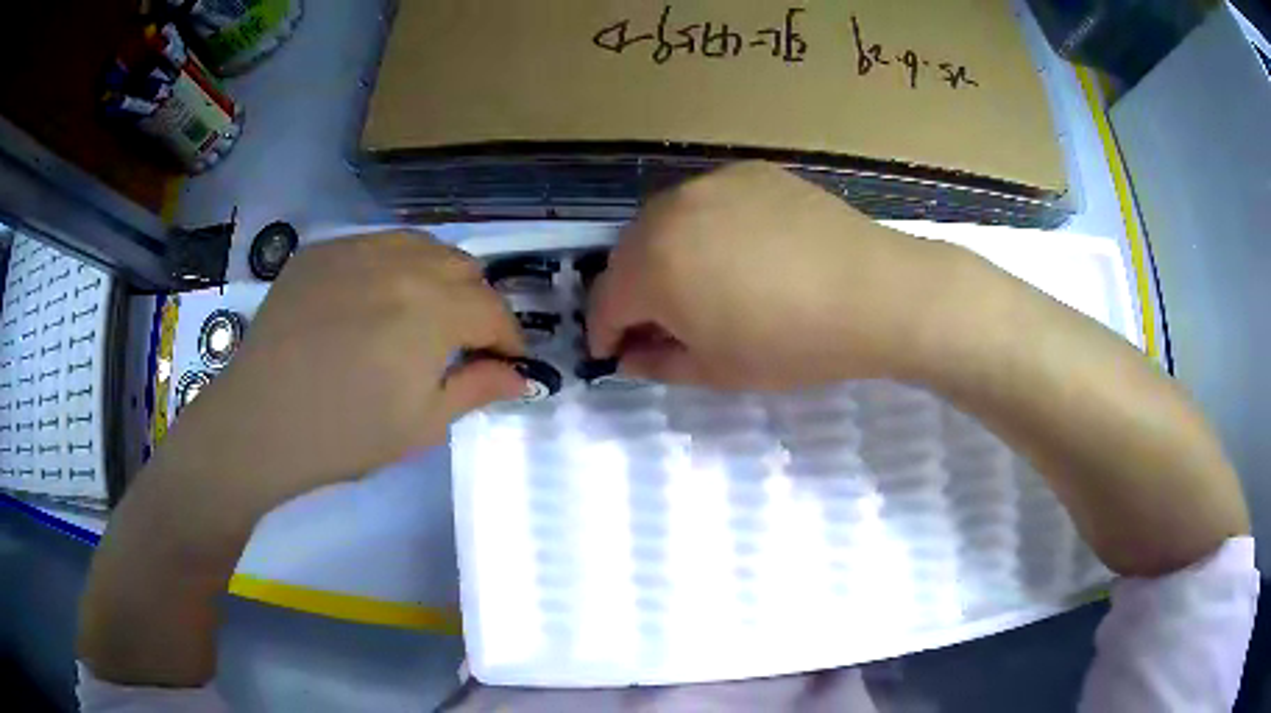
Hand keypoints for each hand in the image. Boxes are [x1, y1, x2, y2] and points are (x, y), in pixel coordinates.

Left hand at [151, 233, 525, 536]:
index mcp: (432, 310)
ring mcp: (356, 248)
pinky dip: (393, 266)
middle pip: (464, 267)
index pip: (493, 310)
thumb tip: (522, 375)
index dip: (509, 338)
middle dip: (476, 304)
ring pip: (422, 245)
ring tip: (422, 314)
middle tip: (462, 342)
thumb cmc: (344, 435)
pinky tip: (374, 300)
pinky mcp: (321, 250)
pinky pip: (376, 244)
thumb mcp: (421, 424)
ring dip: (438, 277)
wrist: (259, 423)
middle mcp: (401, 263)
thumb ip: (478, 389)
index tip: (507, 362)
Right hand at [588, 162, 959, 389]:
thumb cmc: (791, 342)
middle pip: (627, 255)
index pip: (604, 301)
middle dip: (632, 292)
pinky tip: (741, 250)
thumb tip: (629, 357)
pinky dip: (706, 227)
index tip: (614, 352)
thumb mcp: (717, 370)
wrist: (873, 292)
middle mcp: (668, 212)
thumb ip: (658, 364)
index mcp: (651, 266)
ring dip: (666, 255)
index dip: (604, 333)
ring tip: (700, 282)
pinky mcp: (748, 171)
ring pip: (665, 221)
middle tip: (660, 321)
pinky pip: (708, 201)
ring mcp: (710, 183)